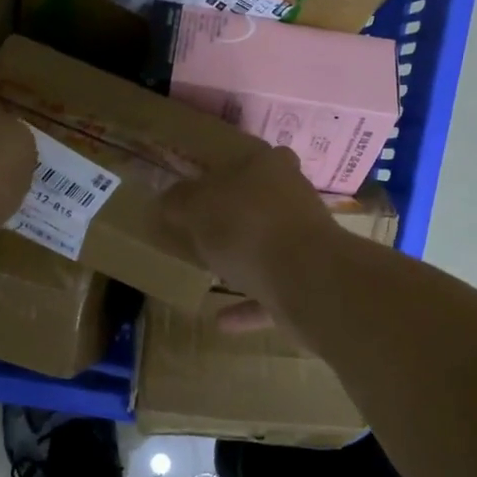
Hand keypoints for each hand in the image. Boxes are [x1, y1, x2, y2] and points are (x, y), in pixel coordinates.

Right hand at [161, 145, 337, 320]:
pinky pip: (271, 292)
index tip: (199, 186)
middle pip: (259, 201)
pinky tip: (220, 320)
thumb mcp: (196, 206)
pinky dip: (248, 305)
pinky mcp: (309, 280)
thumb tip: (168, 200)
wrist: (307, 279)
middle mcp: (292, 196)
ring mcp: (305, 239)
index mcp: (268, 165)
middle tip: (201, 229)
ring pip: (267, 245)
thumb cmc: (247, 226)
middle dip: (234, 215)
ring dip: (243, 259)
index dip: (222, 170)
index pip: (246, 157)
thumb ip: (179, 201)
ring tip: (211, 272)